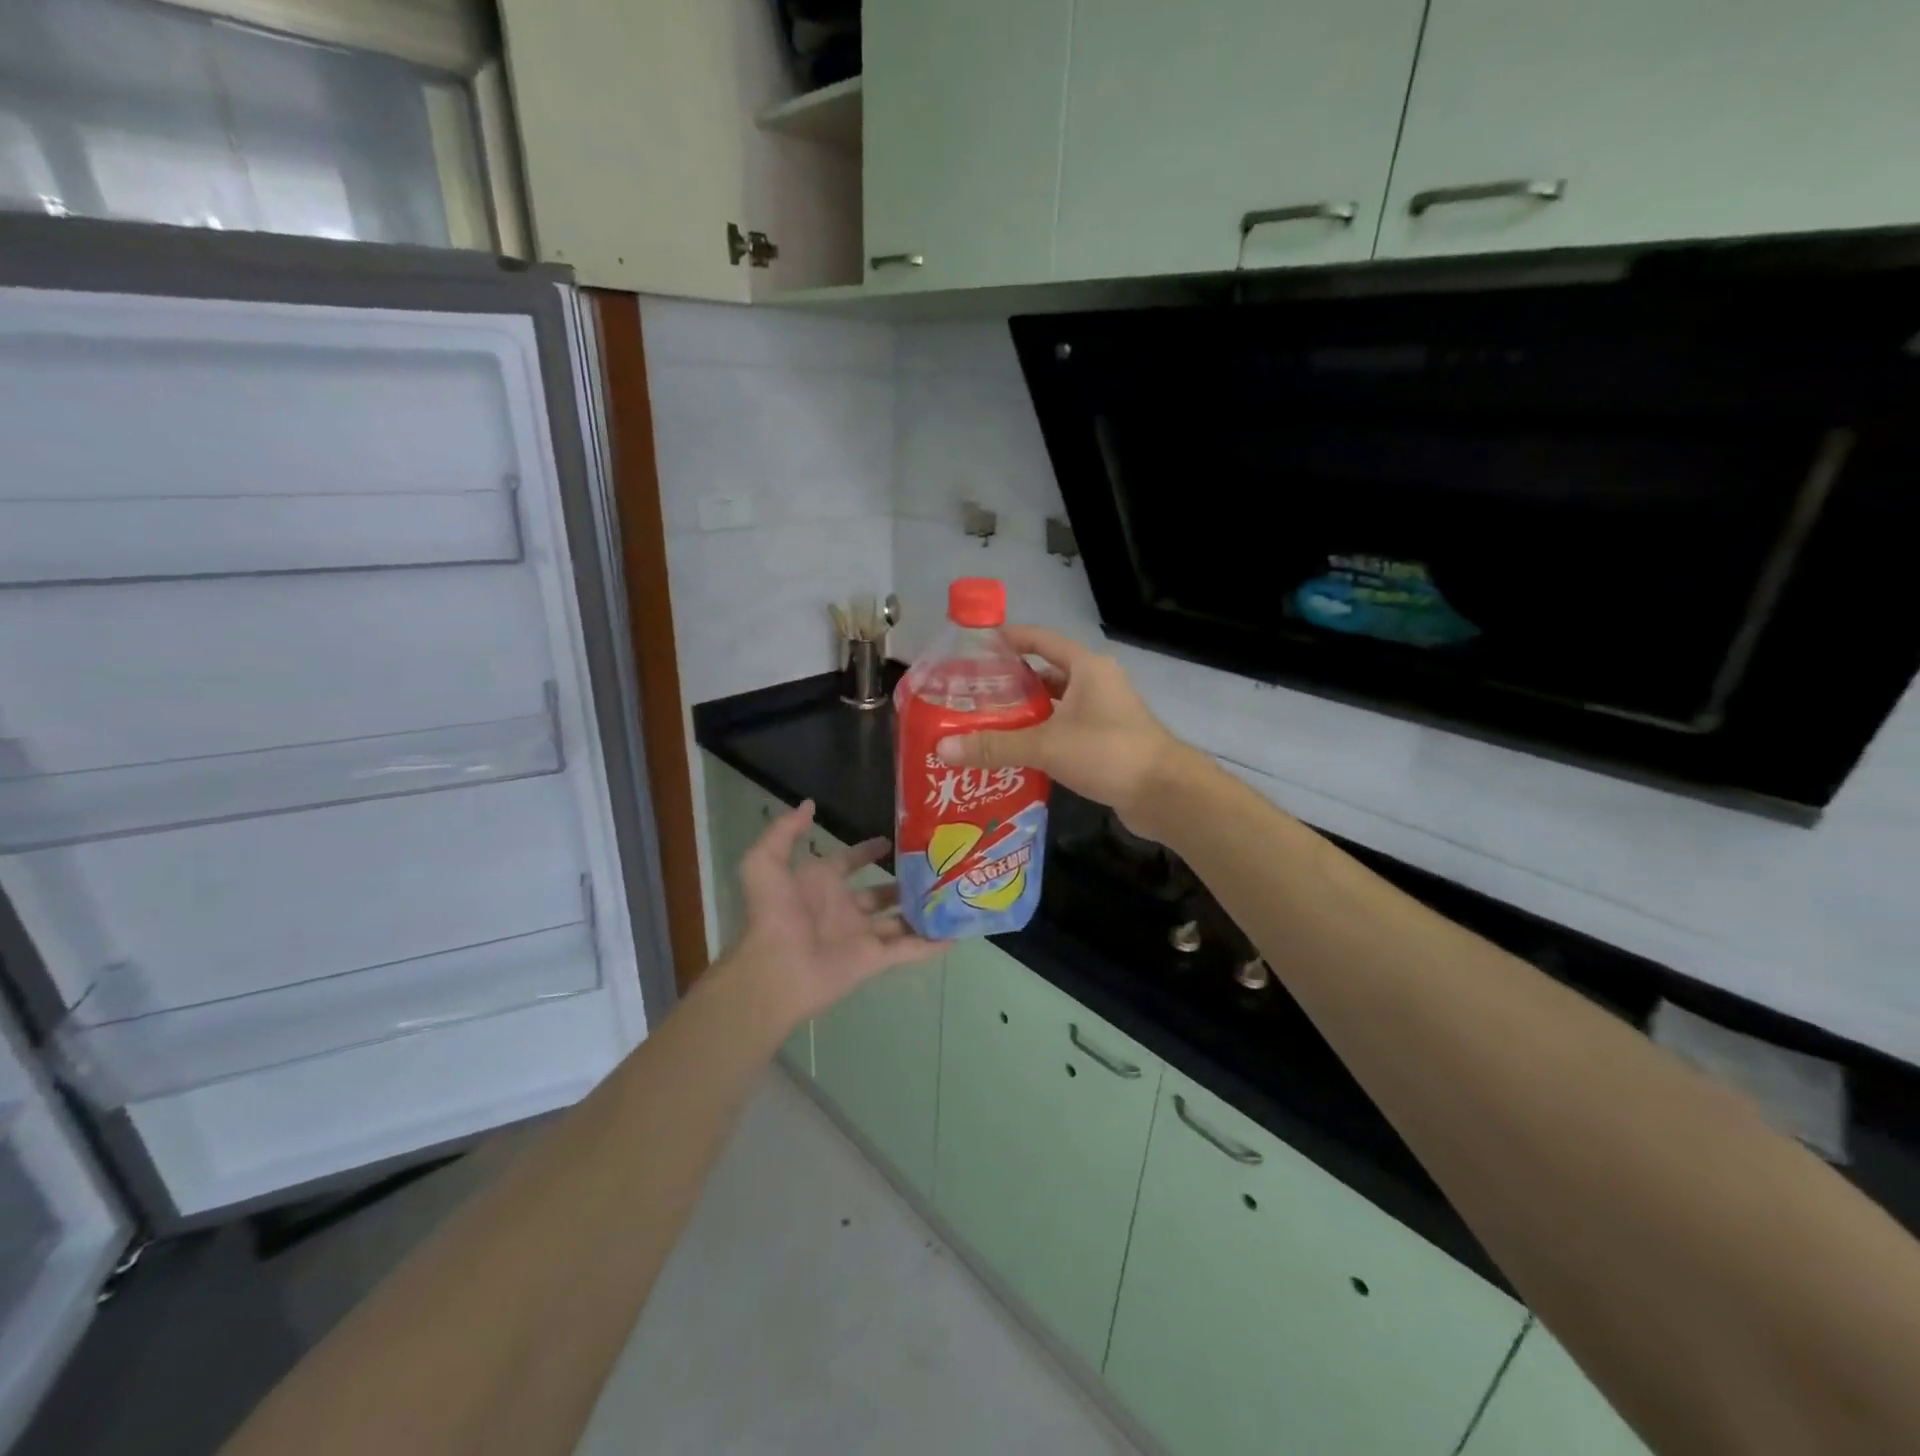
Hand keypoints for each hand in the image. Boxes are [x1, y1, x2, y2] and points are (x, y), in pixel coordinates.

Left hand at [732, 799, 942, 1024]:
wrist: (776, 969)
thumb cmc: (774, 914)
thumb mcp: (765, 863)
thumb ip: (785, 831)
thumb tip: (810, 804)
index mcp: (821, 884)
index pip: (850, 862)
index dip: (868, 851)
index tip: (894, 839)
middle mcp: (844, 908)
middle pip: (881, 892)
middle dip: (905, 881)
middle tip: (937, 866)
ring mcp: (861, 935)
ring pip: (899, 920)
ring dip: (922, 910)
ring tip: (953, 894)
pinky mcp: (875, 960)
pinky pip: (908, 949)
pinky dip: (931, 944)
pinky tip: (956, 933)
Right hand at [933, 625, 1188, 835]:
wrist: (1165, 794)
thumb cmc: (1109, 752)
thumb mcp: (1047, 745)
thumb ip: (995, 746)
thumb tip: (943, 747)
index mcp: (1086, 668)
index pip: (1040, 640)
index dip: (1009, 639)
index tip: (974, 646)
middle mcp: (1095, 684)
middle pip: (1044, 674)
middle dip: (1009, 684)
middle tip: (969, 695)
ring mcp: (1103, 714)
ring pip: (1054, 706)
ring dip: (1024, 714)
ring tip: (983, 724)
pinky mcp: (1105, 741)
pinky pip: (1064, 730)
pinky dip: (1040, 737)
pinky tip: (1013, 753)